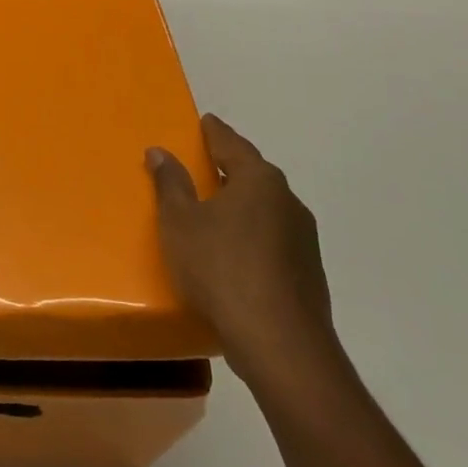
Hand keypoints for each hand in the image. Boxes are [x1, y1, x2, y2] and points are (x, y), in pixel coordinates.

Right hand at [147, 115, 338, 385]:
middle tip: (200, 164)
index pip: (230, 143)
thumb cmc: (221, 270)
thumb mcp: (180, 223)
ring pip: (264, 208)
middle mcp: (287, 200)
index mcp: (258, 180)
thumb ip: (170, 184)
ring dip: (240, 205)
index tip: (202, 122)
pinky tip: (233, 253)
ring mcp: (303, 238)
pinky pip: (272, 239)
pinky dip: (251, 235)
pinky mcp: (307, 272)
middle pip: (252, 174)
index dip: (213, 131)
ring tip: (212, 210)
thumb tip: (160, 151)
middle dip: (227, 168)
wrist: (280, 345)